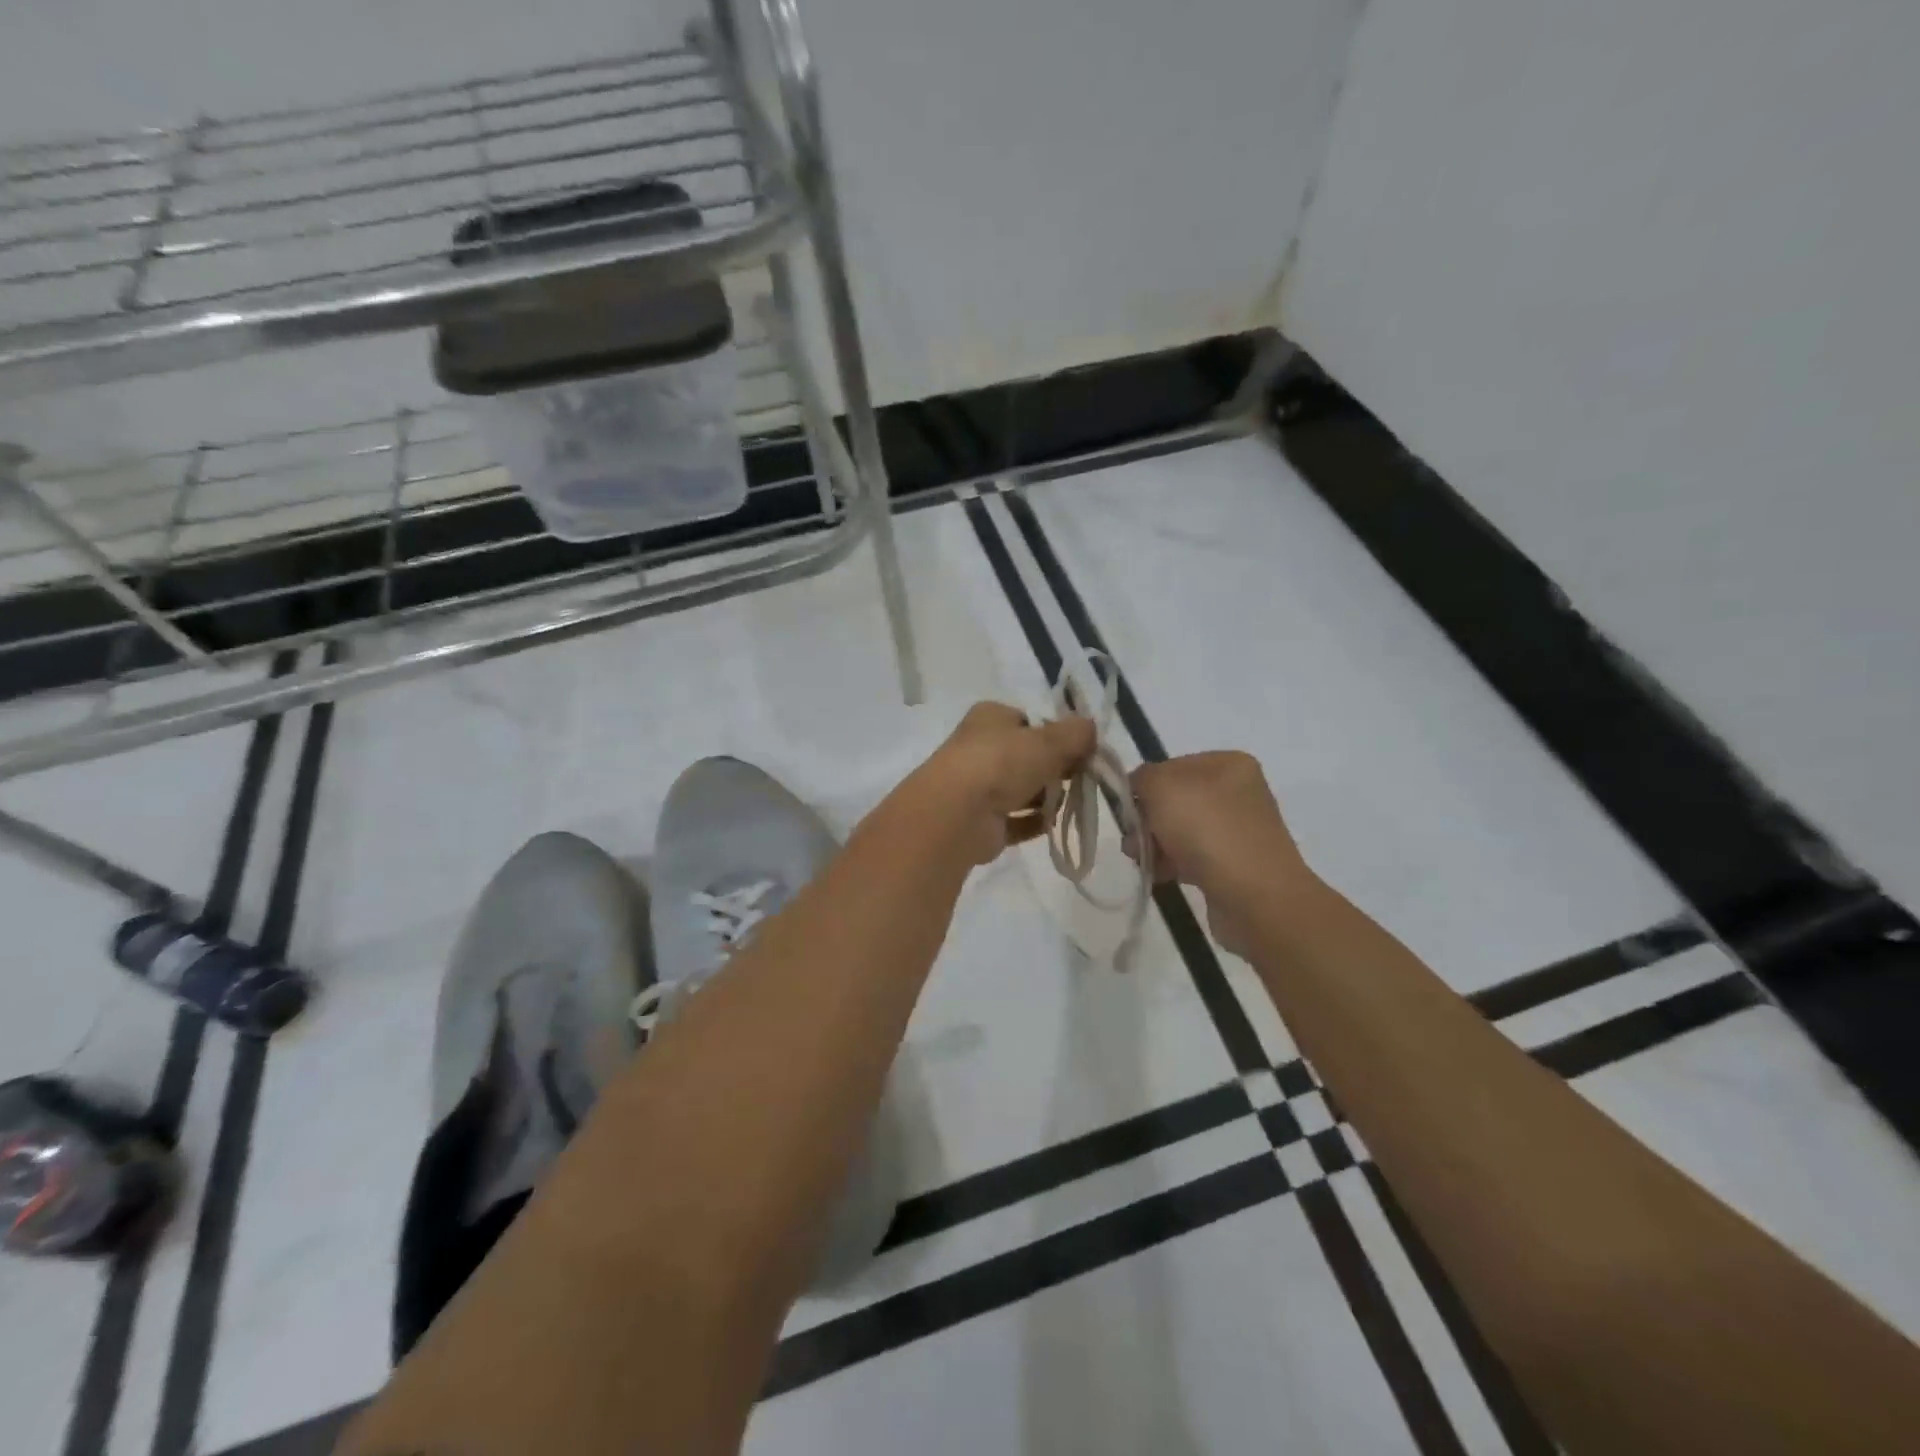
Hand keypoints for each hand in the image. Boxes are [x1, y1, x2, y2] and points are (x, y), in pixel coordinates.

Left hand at [908, 702, 1095, 865]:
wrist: (957, 814)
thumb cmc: (1001, 763)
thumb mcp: (1048, 741)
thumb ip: (1075, 734)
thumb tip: (1091, 728)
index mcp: (990, 718)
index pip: (1028, 720)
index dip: (1056, 734)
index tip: (1081, 749)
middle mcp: (980, 748)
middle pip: (1027, 756)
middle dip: (1054, 768)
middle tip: (1080, 777)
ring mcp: (977, 787)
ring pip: (1021, 789)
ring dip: (1045, 797)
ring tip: (1067, 802)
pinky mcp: (980, 823)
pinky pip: (1015, 820)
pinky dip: (1033, 822)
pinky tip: (1052, 824)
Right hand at [1129, 752, 1315, 955]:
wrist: (1256, 898)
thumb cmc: (1208, 831)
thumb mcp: (1163, 787)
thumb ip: (1141, 778)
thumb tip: (1137, 790)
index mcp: (1228, 764)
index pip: (1170, 766)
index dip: (1143, 786)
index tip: (1127, 811)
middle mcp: (1237, 792)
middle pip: (1174, 799)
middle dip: (1147, 819)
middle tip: (1132, 840)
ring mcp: (1239, 830)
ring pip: (1180, 830)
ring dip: (1154, 843)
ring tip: (1142, 861)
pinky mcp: (1235, 865)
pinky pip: (1193, 857)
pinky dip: (1172, 864)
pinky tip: (1159, 875)